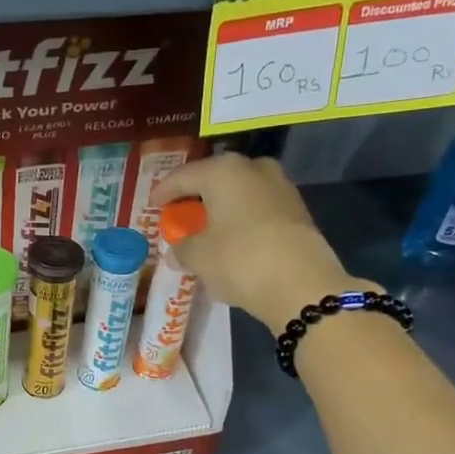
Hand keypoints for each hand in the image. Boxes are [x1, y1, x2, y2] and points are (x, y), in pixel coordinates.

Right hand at [150, 153, 374, 333]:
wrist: (301, 284)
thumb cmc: (239, 260)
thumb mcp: (198, 257)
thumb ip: (182, 249)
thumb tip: (176, 251)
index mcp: (222, 172)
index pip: (183, 177)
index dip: (164, 192)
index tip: (153, 205)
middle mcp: (253, 169)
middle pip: (214, 180)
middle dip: (196, 198)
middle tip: (180, 215)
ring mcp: (280, 187)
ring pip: (239, 193)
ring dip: (221, 209)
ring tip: (206, 230)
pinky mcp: (297, 210)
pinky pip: (257, 209)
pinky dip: (241, 220)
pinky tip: (232, 240)